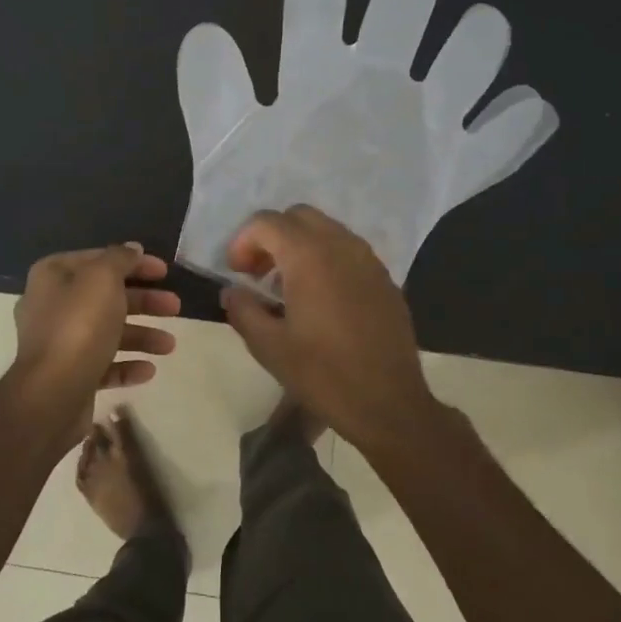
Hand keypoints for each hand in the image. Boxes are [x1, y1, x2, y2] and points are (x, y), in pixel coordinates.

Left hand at [11, 244, 179, 423]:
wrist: (52, 395)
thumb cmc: (79, 327)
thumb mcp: (103, 279)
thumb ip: (119, 259)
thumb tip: (132, 249)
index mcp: (53, 276)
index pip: (98, 259)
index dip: (133, 262)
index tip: (165, 272)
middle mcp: (52, 306)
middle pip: (106, 297)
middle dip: (144, 301)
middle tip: (175, 306)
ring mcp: (59, 344)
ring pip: (107, 332)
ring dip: (142, 335)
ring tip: (169, 346)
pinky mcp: (69, 375)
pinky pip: (103, 365)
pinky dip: (127, 365)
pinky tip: (148, 370)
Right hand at [220, 207, 438, 451]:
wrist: (388, 404)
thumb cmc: (323, 375)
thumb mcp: (268, 347)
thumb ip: (243, 309)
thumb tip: (232, 291)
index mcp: (309, 256)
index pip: (266, 222)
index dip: (242, 241)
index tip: (236, 273)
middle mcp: (341, 246)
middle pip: (298, 216)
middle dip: (272, 237)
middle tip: (258, 273)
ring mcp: (368, 260)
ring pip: (326, 230)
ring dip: (300, 246)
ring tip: (287, 286)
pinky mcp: (385, 279)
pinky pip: (348, 251)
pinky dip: (326, 259)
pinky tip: (320, 299)